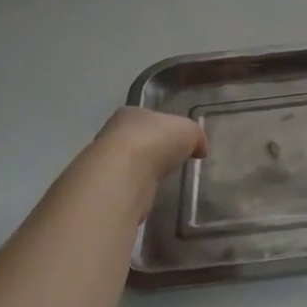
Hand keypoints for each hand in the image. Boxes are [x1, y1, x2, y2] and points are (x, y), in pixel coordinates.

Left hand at [92, 107, 207, 186]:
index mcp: (132, 113)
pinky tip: (150, 194)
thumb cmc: (156, 141)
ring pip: (131, 163)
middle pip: (139, 139)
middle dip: (154, 150)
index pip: (150, 117)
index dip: (167, 128)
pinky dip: (139, 189)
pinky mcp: (107, 187)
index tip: (180, 142)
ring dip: (145, 171)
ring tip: (163, 180)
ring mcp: (107, 161)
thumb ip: (196, 136)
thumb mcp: (190, 130)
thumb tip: (199, 148)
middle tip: (173, 162)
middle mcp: (114, 133)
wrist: (124, 175)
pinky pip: (129, 185)